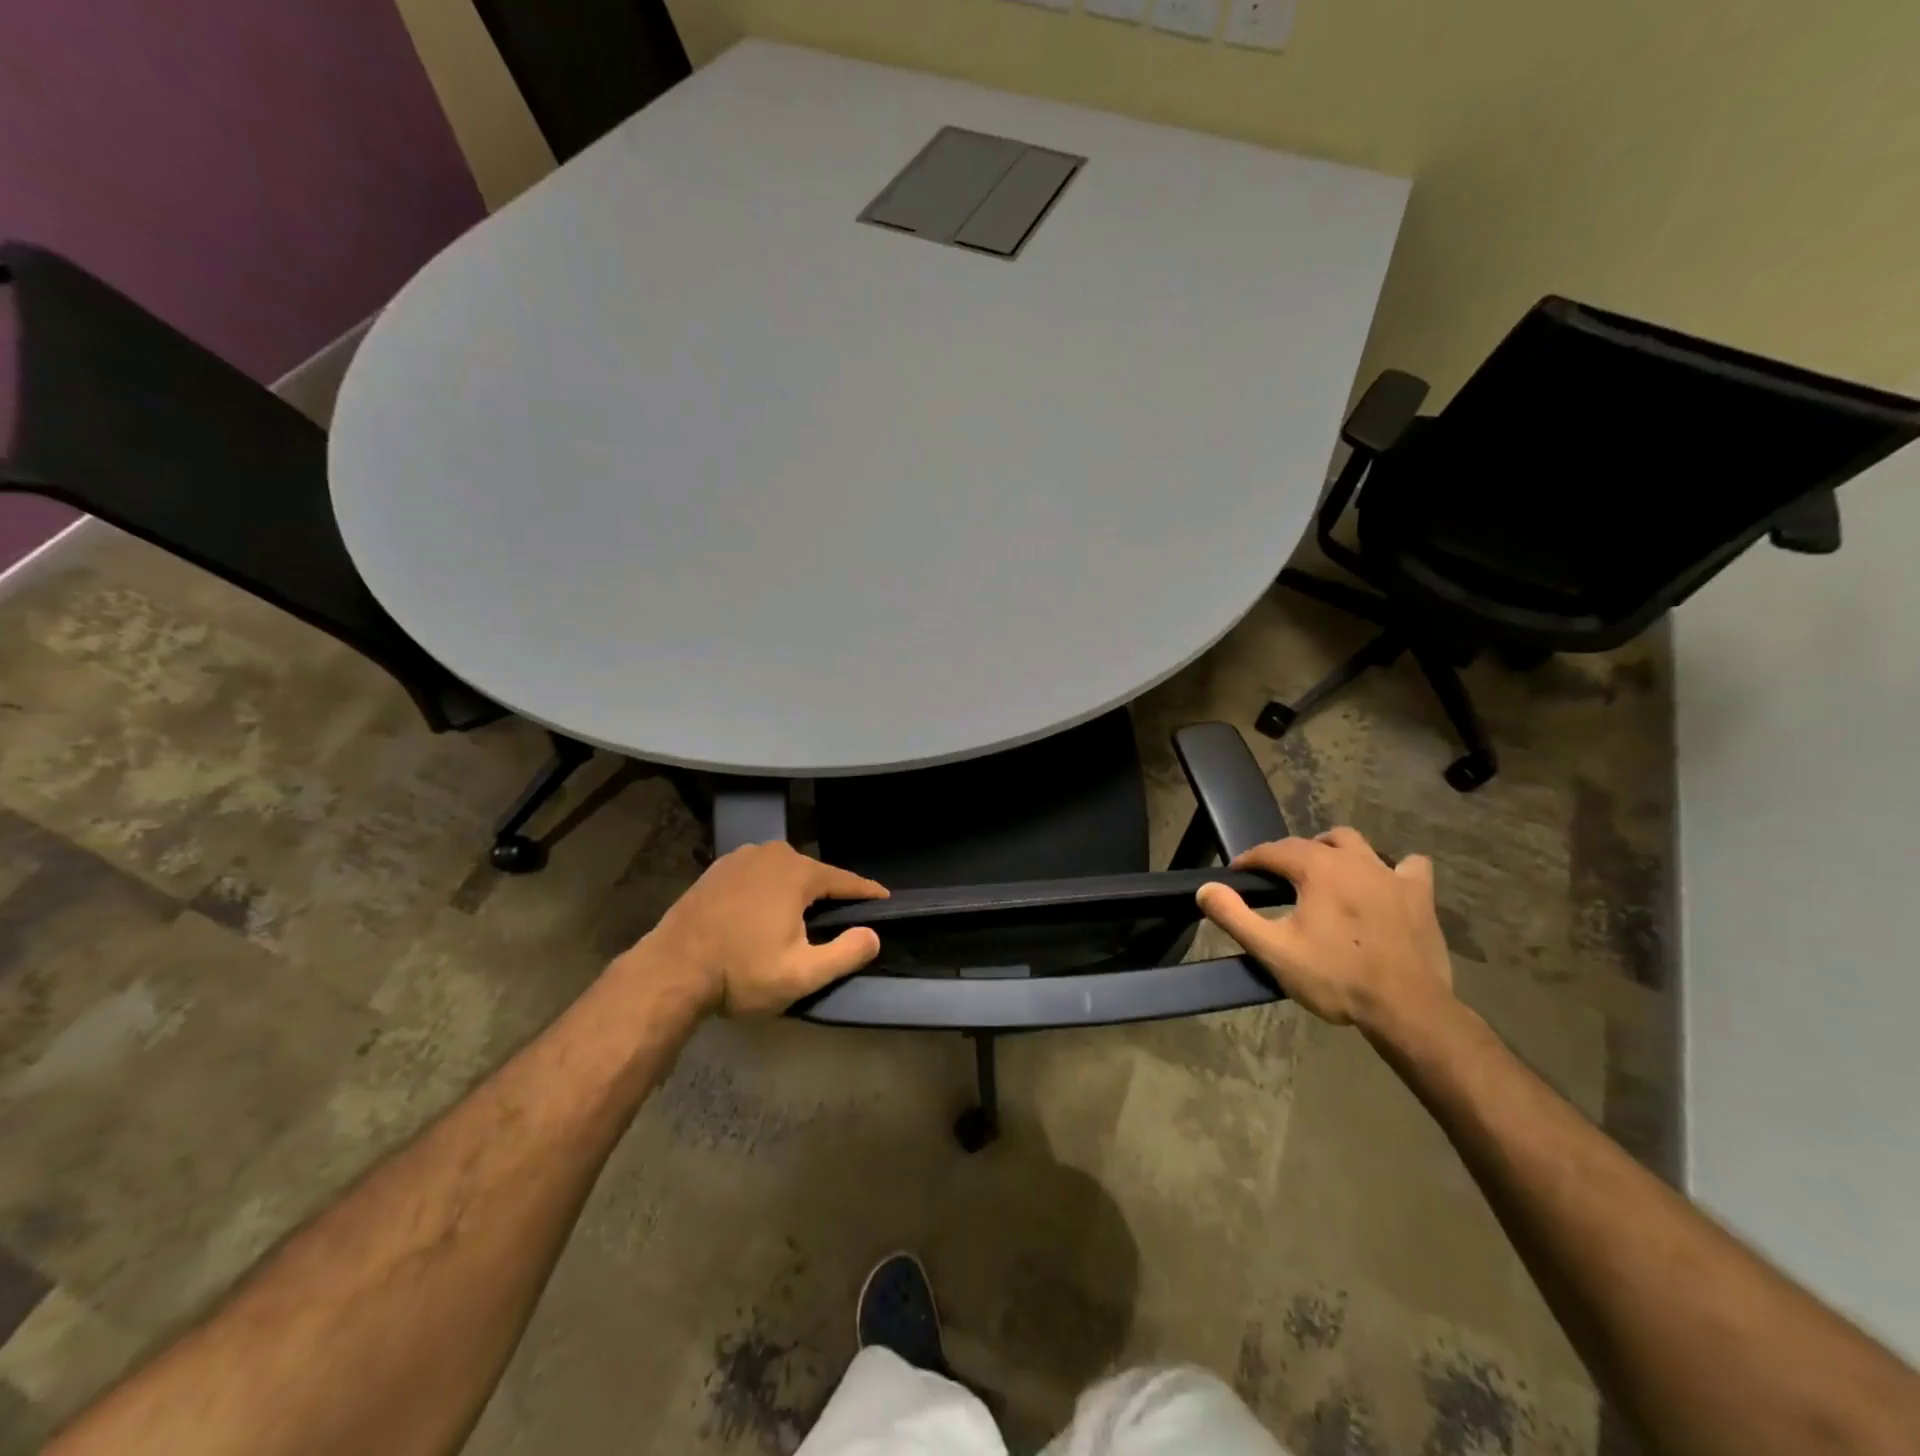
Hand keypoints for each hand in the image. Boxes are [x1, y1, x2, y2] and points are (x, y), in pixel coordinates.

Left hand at [637, 841, 888, 1017]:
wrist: (670, 971)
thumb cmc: (741, 972)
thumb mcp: (802, 974)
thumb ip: (846, 953)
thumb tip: (873, 935)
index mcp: (797, 872)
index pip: (844, 880)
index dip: (866, 892)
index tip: (885, 898)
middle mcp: (771, 854)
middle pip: (812, 874)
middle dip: (828, 894)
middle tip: (838, 919)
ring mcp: (739, 858)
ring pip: (782, 873)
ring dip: (795, 892)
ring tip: (800, 918)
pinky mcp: (715, 870)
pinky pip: (756, 876)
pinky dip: (767, 890)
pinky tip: (763, 912)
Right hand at [1196, 827, 1452, 1029]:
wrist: (1407, 1008)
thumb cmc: (1335, 978)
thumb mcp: (1273, 951)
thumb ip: (1234, 916)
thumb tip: (1205, 889)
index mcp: (1316, 868)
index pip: (1272, 851)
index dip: (1250, 860)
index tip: (1236, 874)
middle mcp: (1353, 860)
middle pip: (1311, 843)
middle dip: (1287, 855)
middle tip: (1275, 881)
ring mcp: (1391, 874)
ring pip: (1355, 843)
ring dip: (1333, 850)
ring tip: (1323, 873)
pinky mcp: (1419, 895)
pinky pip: (1409, 866)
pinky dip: (1393, 869)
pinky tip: (1383, 884)